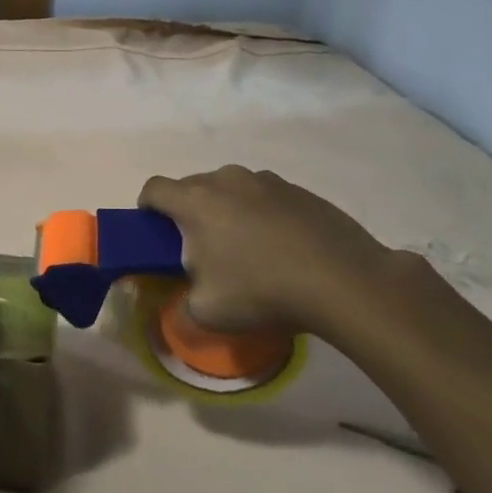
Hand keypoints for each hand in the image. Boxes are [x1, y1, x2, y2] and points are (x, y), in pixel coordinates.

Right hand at [138, 166, 405, 336]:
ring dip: (228, 211)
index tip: (156, 233)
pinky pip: (265, 197)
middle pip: (192, 187)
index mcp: (195, 201)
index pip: (153, 188)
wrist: (344, 281)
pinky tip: (283, 249)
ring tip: (247, 250)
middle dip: (190, 213)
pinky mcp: (299, 190)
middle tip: (202, 251)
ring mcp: (265, 180)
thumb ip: (181, 306)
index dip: (147, 208)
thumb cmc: (262, 291)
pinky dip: (263, 215)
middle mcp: (226, 179)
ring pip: (231, 190)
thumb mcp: (207, 313)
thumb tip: (181, 304)